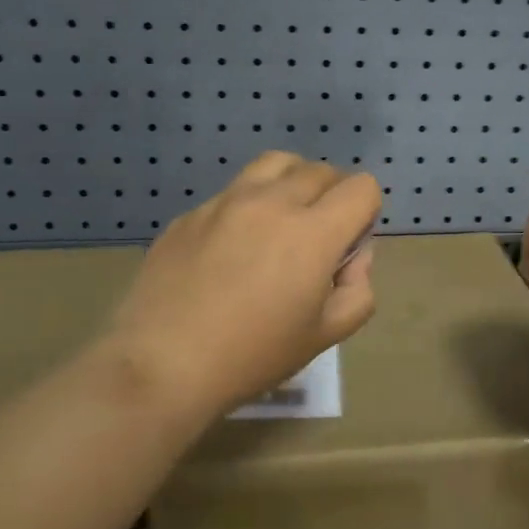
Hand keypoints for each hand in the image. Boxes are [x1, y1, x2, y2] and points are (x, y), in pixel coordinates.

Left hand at [105, 151, 381, 419]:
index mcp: (312, 232)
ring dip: (293, 182)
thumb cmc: (253, 356)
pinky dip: (249, 205)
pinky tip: (232, 248)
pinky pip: (233, 191)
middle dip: (334, 196)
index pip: (362, 187)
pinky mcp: (191, 213)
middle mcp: (272, 202)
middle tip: (319, 238)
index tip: (349, 245)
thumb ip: (357, 290)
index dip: (366, 212)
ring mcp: (225, 202)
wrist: (162, 365)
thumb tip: (352, 258)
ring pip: (276, 164)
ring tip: (283, 219)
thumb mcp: (324, 336)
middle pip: (321, 170)